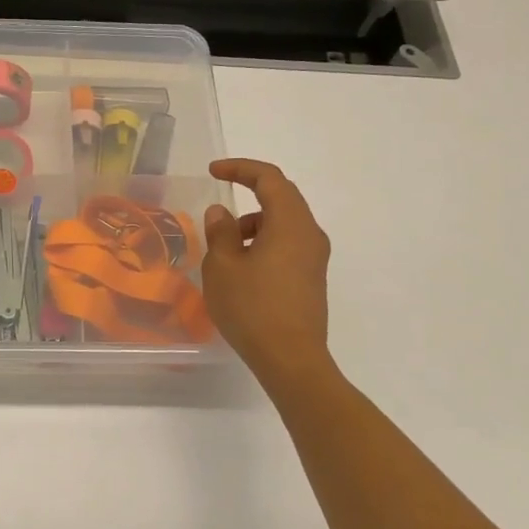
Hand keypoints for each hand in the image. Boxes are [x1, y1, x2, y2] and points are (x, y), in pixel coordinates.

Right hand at [201, 159, 332, 381]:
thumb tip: (222, 213)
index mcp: (291, 223)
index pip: (269, 179)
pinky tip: (242, 266)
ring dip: (255, 222)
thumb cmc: (252, 308)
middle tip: (219, 199)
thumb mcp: (223, 266)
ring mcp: (315, 257)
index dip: (240, 168)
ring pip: (284, 222)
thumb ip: (221, 232)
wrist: (291, 359)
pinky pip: (288, 244)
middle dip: (249, 192)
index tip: (214, 172)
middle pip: (282, 197)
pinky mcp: (312, 278)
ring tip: (225, 244)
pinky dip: (264, 241)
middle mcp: (310, 234)